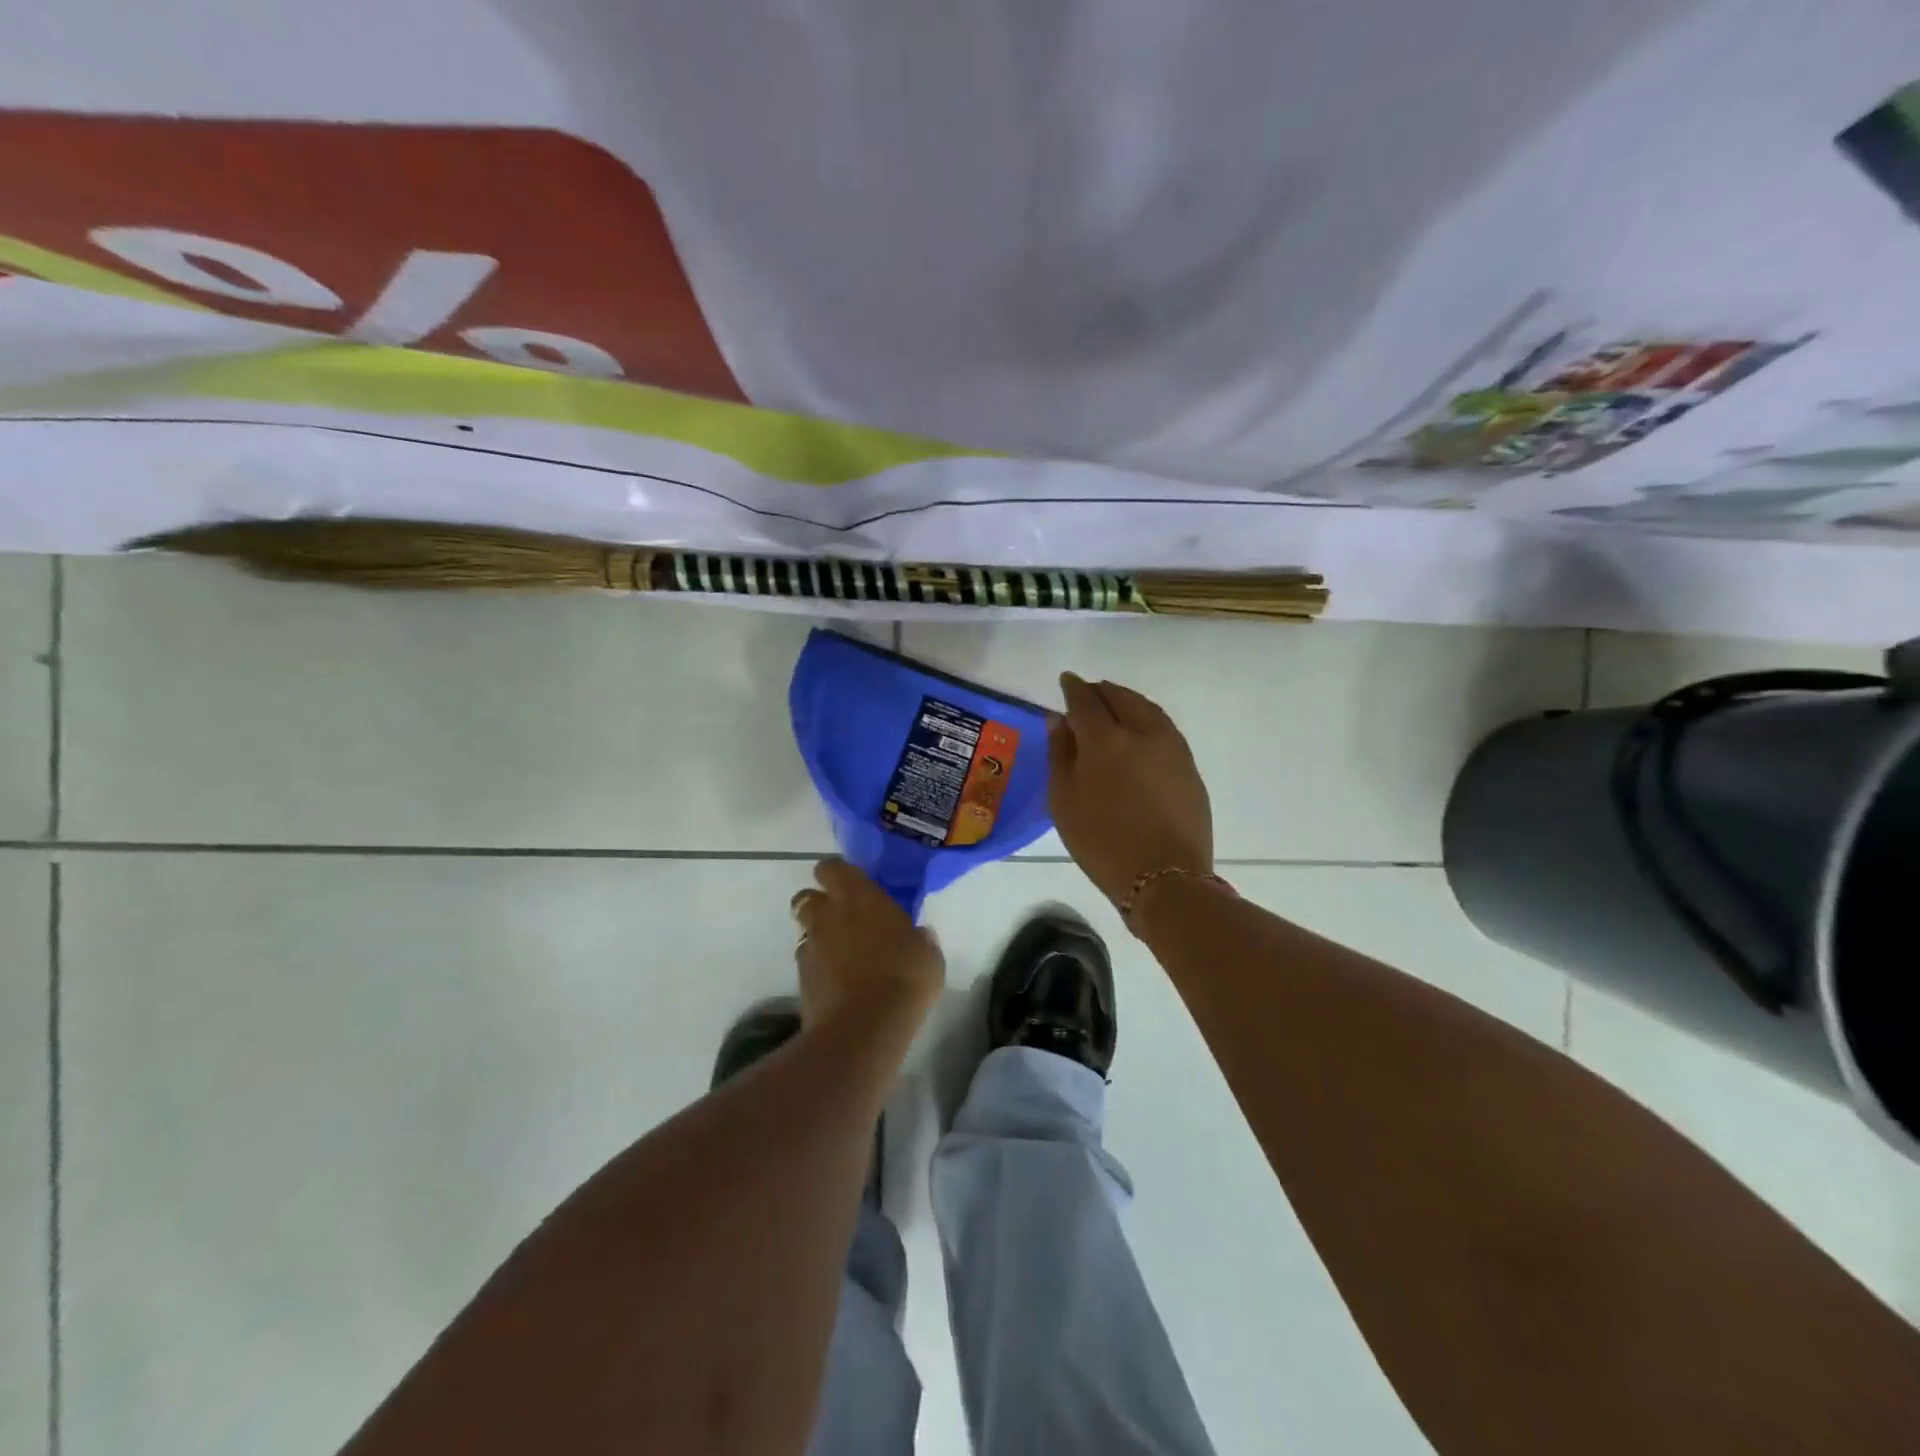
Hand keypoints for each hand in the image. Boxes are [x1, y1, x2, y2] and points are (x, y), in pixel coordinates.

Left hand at [790, 858, 944, 1031]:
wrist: (865, 1029)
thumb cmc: (904, 976)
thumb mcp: (927, 953)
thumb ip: (917, 937)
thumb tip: (917, 935)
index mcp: (857, 896)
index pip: (832, 868)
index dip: (838, 874)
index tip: (854, 885)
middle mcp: (827, 915)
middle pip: (807, 897)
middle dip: (820, 904)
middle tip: (844, 919)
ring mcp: (810, 947)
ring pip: (805, 931)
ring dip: (819, 937)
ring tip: (842, 955)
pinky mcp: (800, 980)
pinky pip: (807, 963)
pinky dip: (819, 968)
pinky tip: (839, 983)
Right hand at [1049, 672, 1213, 907]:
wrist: (1164, 876)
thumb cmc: (1101, 842)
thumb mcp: (1064, 801)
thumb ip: (1060, 754)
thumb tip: (1058, 719)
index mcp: (1104, 739)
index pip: (1085, 700)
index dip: (1074, 688)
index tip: (1067, 681)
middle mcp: (1141, 732)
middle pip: (1119, 698)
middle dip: (1101, 690)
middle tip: (1089, 691)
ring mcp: (1170, 746)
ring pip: (1146, 708)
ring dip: (1127, 699)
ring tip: (1114, 702)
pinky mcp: (1188, 764)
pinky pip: (1164, 726)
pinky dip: (1147, 716)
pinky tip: (1140, 727)